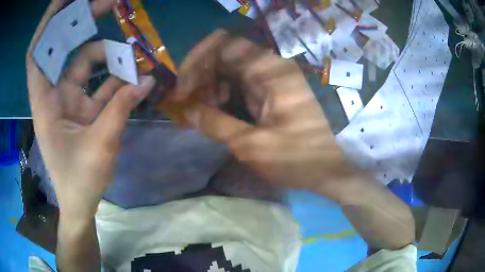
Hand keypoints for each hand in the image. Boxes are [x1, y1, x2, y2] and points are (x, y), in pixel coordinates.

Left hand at [26, 0, 154, 219]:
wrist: (80, 203)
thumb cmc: (80, 181)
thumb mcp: (100, 145)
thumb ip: (122, 109)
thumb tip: (147, 80)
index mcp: (45, 102)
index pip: (37, 54)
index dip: (46, 25)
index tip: (62, 0)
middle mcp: (54, 94)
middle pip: (63, 49)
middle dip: (81, 22)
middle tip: (108, 2)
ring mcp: (69, 100)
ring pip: (86, 64)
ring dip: (109, 55)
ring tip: (135, 55)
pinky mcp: (83, 108)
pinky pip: (100, 84)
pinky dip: (117, 79)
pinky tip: (137, 78)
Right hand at [174, 31, 360, 201]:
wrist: (331, 168)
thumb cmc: (299, 158)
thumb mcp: (253, 145)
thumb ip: (215, 124)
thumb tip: (188, 110)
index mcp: (269, 70)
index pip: (222, 44)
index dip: (195, 61)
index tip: (183, 90)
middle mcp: (270, 67)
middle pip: (223, 55)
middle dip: (200, 77)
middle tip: (190, 105)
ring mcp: (272, 78)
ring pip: (229, 69)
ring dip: (210, 87)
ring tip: (203, 112)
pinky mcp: (271, 91)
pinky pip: (239, 83)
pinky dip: (223, 95)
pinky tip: (218, 113)